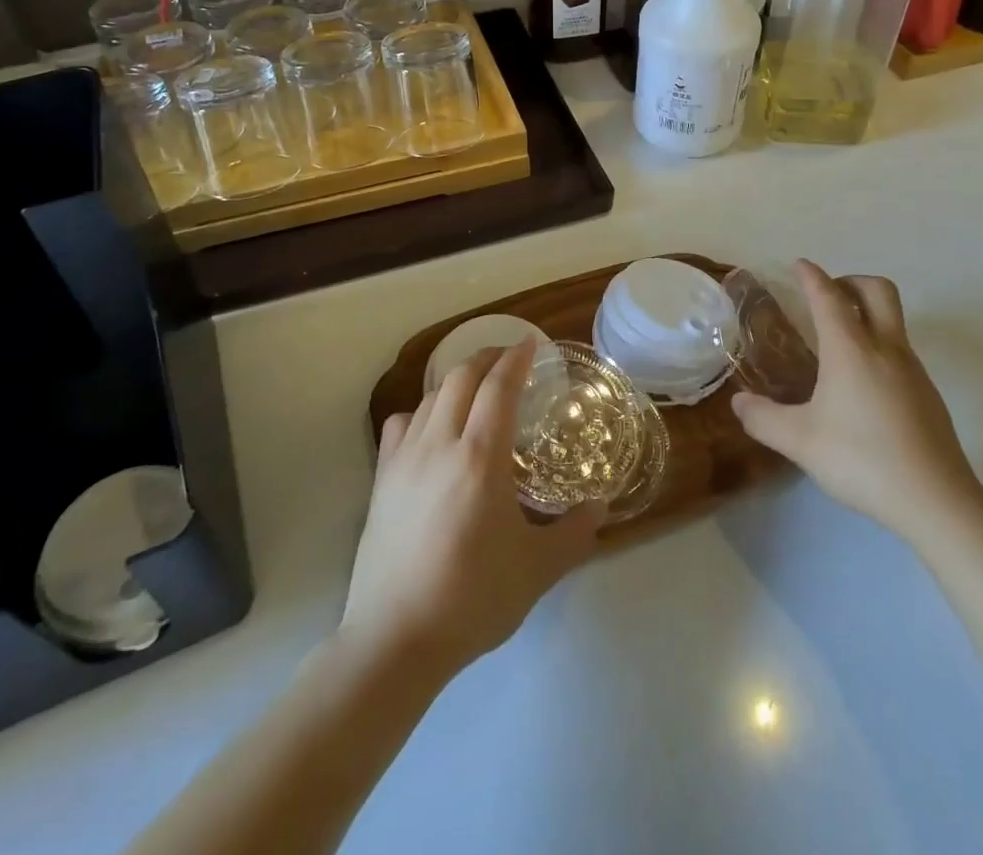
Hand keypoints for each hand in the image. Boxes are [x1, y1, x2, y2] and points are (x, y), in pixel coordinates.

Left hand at [340, 342, 604, 679]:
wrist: (396, 640)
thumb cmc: (473, 599)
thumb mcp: (537, 569)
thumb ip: (574, 533)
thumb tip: (601, 506)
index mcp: (479, 457)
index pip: (499, 386)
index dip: (516, 358)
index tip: (532, 342)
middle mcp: (439, 444)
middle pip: (460, 377)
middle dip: (487, 357)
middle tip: (510, 360)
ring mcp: (404, 459)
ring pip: (430, 396)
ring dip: (457, 380)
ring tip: (477, 389)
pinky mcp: (381, 479)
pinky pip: (400, 425)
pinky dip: (421, 411)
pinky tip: (432, 428)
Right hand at [732, 260, 982, 544]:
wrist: (937, 502)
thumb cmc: (862, 460)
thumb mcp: (800, 442)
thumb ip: (763, 418)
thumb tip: (739, 402)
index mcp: (851, 349)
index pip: (829, 297)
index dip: (812, 276)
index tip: (799, 264)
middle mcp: (885, 349)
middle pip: (877, 290)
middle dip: (850, 281)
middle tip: (826, 294)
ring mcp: (913, 370)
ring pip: (893, 319)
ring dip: (867, 312)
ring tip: (837, 341)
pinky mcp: (928, 394)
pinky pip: (900, 350)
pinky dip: (878, 344)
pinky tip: (861, 383)